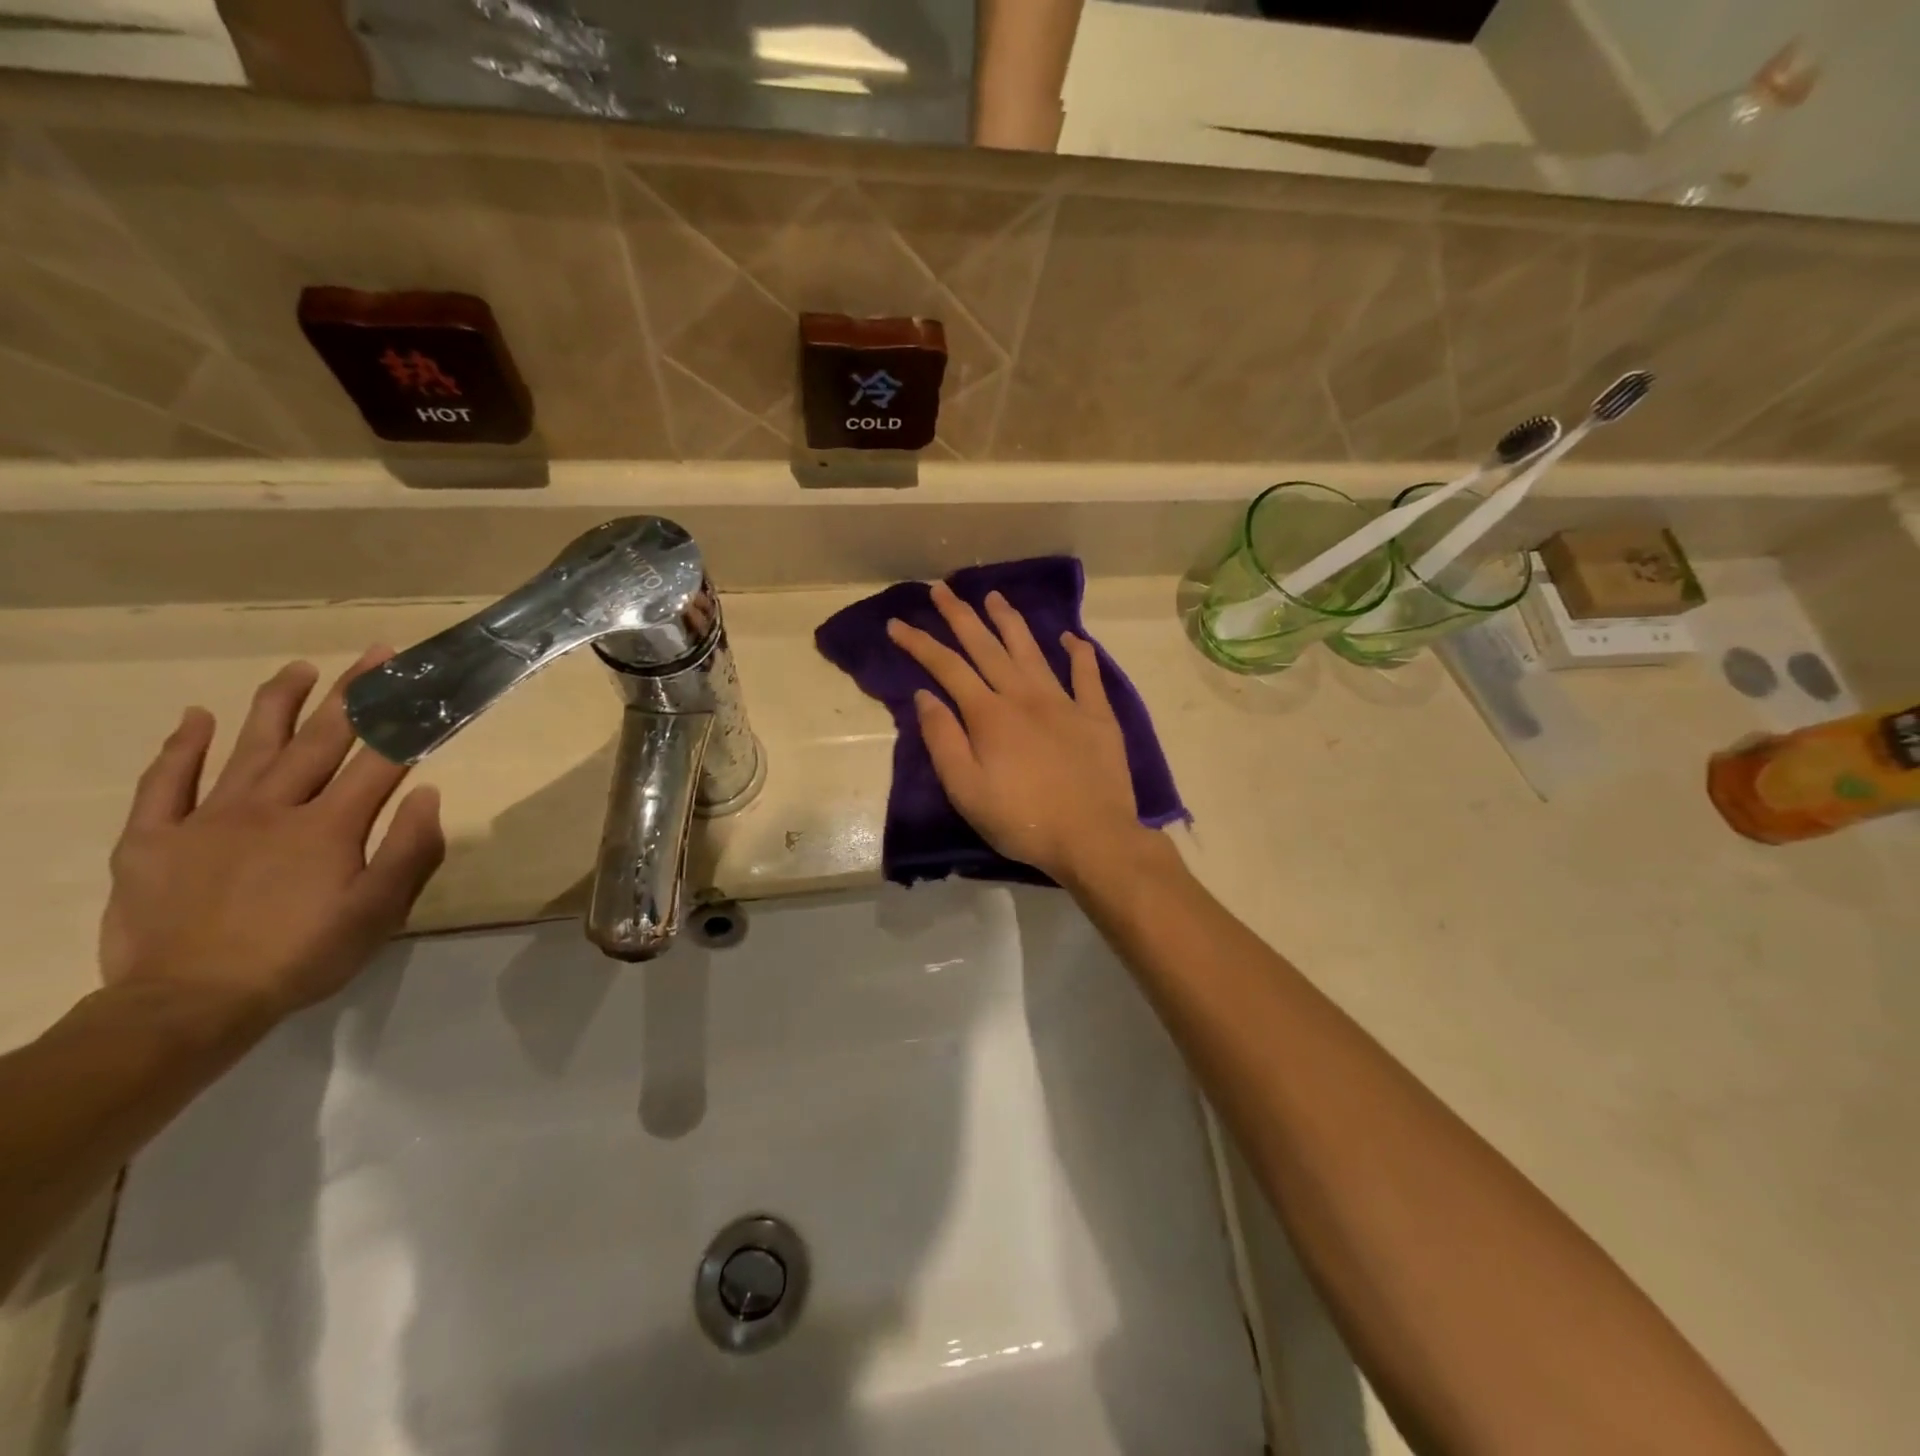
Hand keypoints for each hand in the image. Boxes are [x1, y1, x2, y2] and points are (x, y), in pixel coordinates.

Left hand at [99, 649, 445, 1030]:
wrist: (188, 1005)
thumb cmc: (301, 956)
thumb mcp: (378, 913)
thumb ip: (408, 851)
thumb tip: (429, 794)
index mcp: (329, 827)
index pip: (378, 762)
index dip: (403, 720)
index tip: (421, 686)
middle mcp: (273, 808)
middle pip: (319, 740)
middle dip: (351, 694)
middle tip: (373, 654)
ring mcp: (208, 818)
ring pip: (249, 747)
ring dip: (278, 704)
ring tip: (299, 669)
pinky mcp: (153, 838)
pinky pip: (165, 782)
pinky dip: (180, 747)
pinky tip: (195, 717)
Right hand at [886, 583, 1156, 882]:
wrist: (1093, 837)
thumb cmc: (1022, 820)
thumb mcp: (967, 790)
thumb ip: (943, 740)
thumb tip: (925, 696)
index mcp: (990, 715)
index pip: (947, 668)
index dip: (919, 643)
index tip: (896, 623)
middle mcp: (1024, 696)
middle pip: (986, 646)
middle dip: (960, 616)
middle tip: (941, 588)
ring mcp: (1064, 701)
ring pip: (1031, 650)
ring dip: (1010, 621)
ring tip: (994, 596)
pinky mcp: (1097, 715)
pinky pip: (1087, 675)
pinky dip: (1079, 653)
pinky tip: (1070, 637)